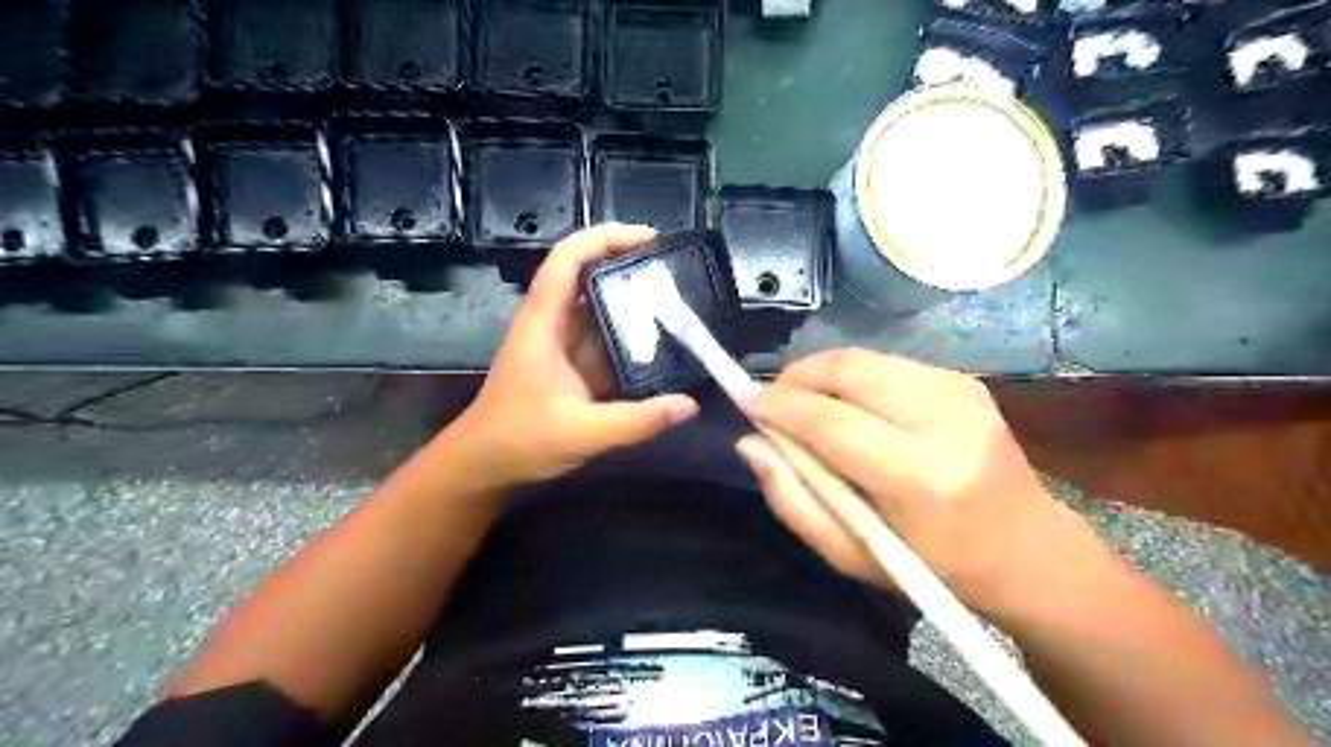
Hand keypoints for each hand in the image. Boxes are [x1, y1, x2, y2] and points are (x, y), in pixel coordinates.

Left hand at [452, 223, 699, 489]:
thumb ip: (636, 421)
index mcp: (543, 322)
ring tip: (679, 297)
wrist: (484, 466)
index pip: (568, 258)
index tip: (651, 238)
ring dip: (633, 296)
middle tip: (676, 269)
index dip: (606, 238)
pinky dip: (631, 331)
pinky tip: (662, 340)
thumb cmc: (519, 441)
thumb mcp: (581, 433)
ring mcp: (562, 343)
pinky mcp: (571, 364)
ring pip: (598, 304)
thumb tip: (689, 405)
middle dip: (629, 262)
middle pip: (587, 273)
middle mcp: (552, 322)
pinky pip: (605, 335)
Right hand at [734, 351, 1096, 616]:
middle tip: (771, 400)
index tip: (743, 400)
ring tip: (803, 402)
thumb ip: (792, 499)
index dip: (779, 405)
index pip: (830, 421)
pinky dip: (853, 376)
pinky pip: (888, 364)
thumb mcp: (850, 554)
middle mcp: (944, 421)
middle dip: (796, 376)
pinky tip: (847, 404)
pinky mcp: (965, 381)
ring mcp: (961, 393)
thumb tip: (750, 443)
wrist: (1029, 550)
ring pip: (865, 358)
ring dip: (822, 373)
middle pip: (848, 370)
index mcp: (919, 478)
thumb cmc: (934, 568)